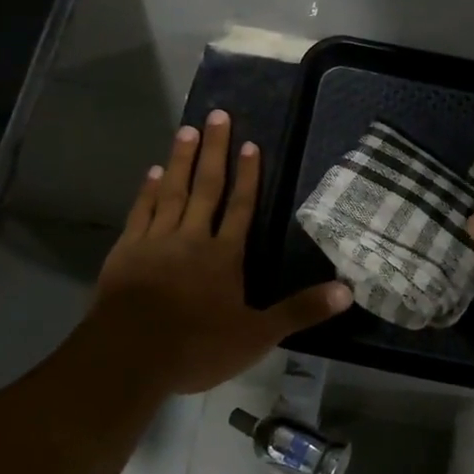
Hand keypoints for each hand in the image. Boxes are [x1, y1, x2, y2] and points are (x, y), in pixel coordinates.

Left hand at [92, 111, 352, 394]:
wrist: (130, 357)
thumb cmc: (196, 347)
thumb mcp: (256, 336)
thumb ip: (299, 311)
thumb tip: (347, 291)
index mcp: (223, 256)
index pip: (240, 207)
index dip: (248, 176)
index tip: (250, 144)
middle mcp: (191, 238)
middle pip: (206, 188)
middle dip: (213, 151)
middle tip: (217, 115)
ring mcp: (155, 242)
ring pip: (171, 192)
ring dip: (180, 160)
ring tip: (187, 130)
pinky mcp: (126, 251)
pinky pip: (141, 212)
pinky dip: (148, 190)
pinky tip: (153, 172)